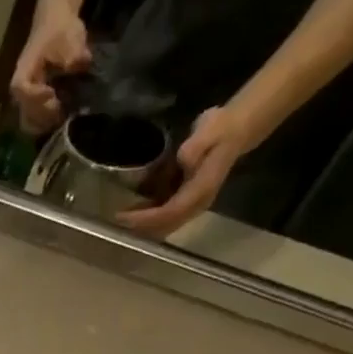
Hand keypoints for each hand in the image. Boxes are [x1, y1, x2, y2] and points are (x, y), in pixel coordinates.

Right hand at [10, 6, 91, 131]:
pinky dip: (46, 122)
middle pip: (24, 110)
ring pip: (28, 120)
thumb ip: (74, 54)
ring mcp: (26, 97)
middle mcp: (21, 87)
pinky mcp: (34, 101)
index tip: (52, 94)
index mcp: (25, 69)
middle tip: (61, 109)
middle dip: (43, 114)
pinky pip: (34, 120)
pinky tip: (60, 117)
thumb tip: (78, 66)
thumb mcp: (71, 37)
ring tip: (61, 116)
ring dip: (44, 122)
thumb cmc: (61, 29)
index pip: (21, 88)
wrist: (57, 23)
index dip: (35, 95)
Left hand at [119, 105, 249, 237]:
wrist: (235, 129)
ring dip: (144, 225)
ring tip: (122, 217)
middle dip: (141, 225)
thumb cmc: (220, 128)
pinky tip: (134, 210)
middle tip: (118, 219)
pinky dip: (149, 217)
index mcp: (202, 189)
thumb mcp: (210, 128)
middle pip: (166, 224)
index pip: (171, 212)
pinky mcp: (189, 200)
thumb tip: (184, 160)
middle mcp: (198, 202)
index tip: (124, 215)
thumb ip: (195, 146)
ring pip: (166, 224)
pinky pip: (167, 216)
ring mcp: (194, 203)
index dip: (147, 218)